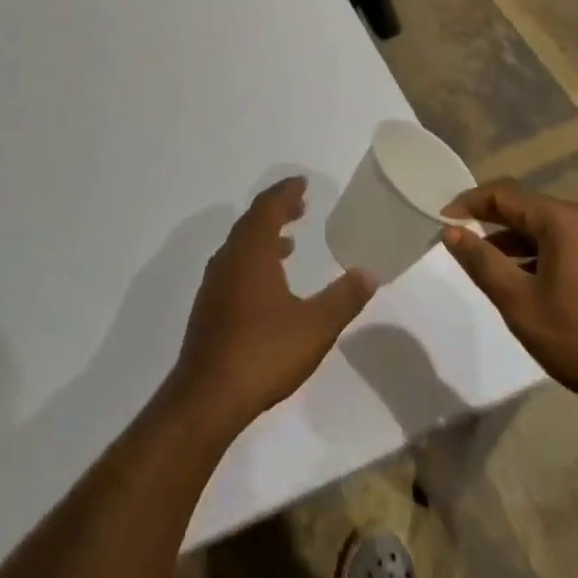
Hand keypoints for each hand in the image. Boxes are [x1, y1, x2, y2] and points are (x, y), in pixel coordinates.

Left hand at [169, 178, 374, 434]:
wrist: (208, 395)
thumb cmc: (263, 352)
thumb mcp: (315, 326)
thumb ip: (343, 298)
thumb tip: (369, 273)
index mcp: (251, 252)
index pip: (268, 207)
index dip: (285, 192)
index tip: (302, 182)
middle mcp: (229, 258)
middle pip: (252, 221)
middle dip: (276, 210)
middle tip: (299, 206)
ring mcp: (215, 283)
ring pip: (240, 245)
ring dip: (264, 236)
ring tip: (289, 243)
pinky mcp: (210, 307)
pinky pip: (234, 266)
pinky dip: (253, 259)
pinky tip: (268, 285)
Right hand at [441, 182, 577, 424]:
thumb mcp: (520, 304)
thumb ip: (482, 261)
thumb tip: (451, 231)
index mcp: (565, 220)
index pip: (505, 195)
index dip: (469, 203)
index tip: (443, 220)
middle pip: (530, 209)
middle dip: (494, 223)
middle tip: (464, 243)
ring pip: (553, 229)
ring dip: (520, 243)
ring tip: (494, 268)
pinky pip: (574, 245)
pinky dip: (547, 255)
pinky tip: (536, 284)